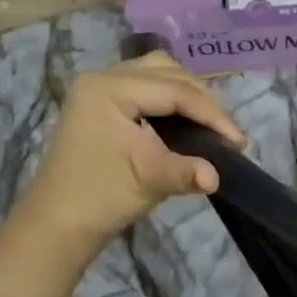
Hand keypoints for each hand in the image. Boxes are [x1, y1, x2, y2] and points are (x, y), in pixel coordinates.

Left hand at [24, 53, 246, 243]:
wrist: (58, 224)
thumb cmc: (100, 198)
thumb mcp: (148, 181)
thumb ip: (186, 171)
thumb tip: (217, 176)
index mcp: (109, 90)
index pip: (174, 90)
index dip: (211, 114)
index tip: (239, 141)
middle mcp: (103, 78)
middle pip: (168, 72)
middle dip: (202, 100)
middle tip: (225, 132)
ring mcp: (100, 89)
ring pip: (158, 74)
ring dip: (188, 95)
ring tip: (209, 124)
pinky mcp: (103, 103)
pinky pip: (147, 87)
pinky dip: (171, 100)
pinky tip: (186, 121)